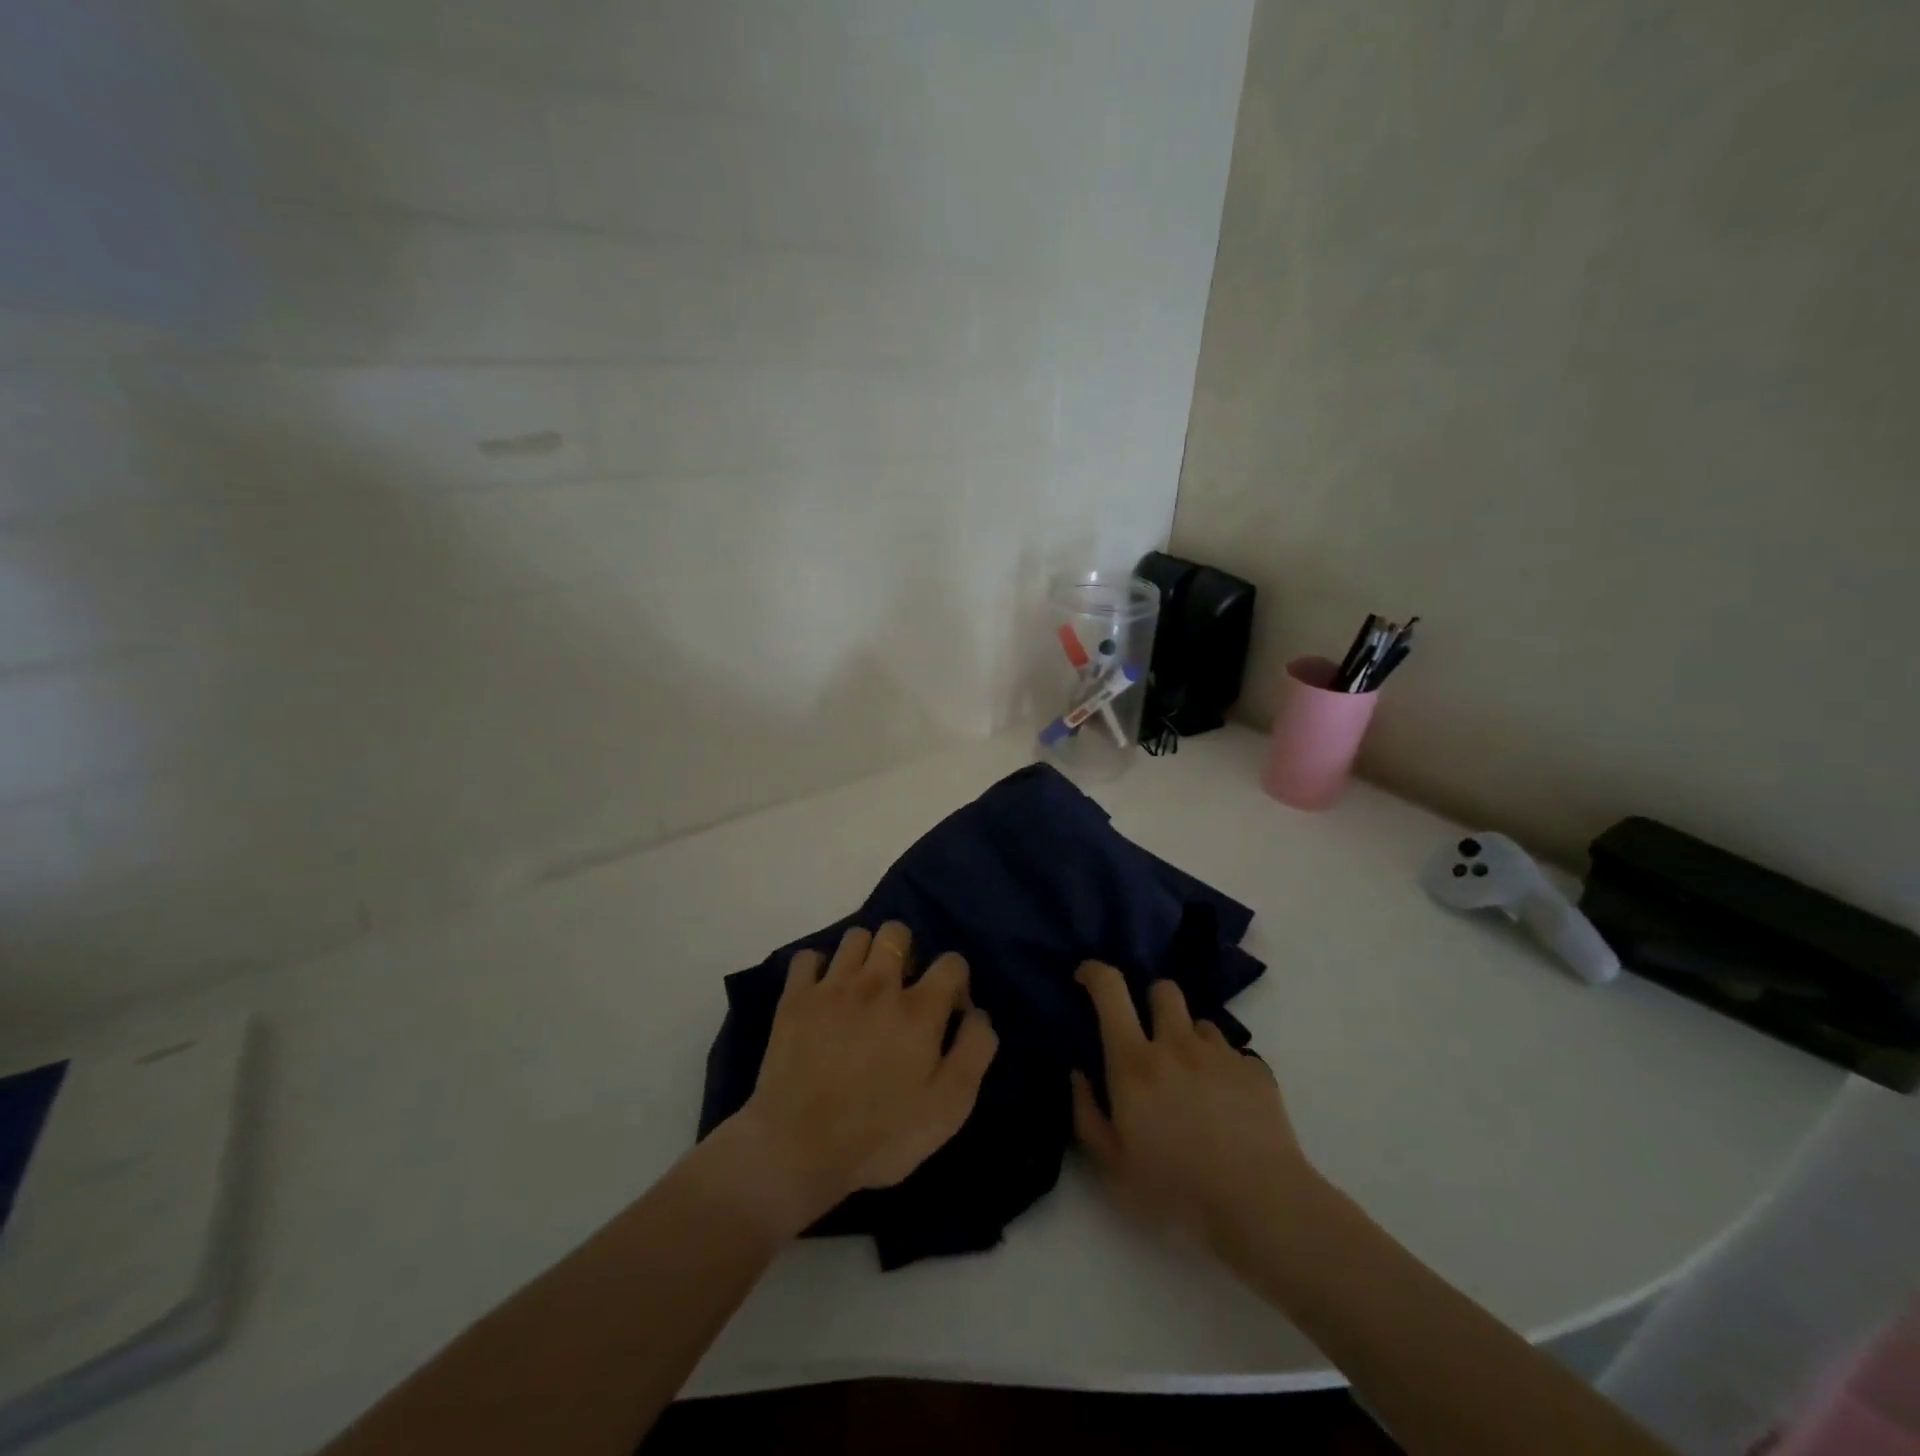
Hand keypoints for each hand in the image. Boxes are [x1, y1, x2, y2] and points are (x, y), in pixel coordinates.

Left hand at [727, 922, 998, 1234]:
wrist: (798, 1148)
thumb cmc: (881, 1135)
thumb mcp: (949, 1107)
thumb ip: (974, 1051)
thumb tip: (977, 1013)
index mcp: (919, 1009)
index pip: (951, 962)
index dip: (956, 982)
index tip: (947, 1013)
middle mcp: (877, 984)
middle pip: (897, 932)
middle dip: (906, 953)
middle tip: (902, 991)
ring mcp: (832, 987)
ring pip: (856, 936)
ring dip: (865, 956)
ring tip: (863, 989)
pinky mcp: (795, 998)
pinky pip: (808, 957)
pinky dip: (818, 969)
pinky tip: (823, 994)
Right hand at [1071, 960, 1315, 1265]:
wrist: (1261, 1205)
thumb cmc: (1176, 1189)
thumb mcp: (1112, 1166)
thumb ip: (1087, 1114)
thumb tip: (1078, 1074)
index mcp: (1134, 1062)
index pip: (1111, 990)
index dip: (1095, 972)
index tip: (1086, 977)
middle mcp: (1176, 1044)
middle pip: (1163, 990)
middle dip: (1152, 1001)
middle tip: (1150, 1036)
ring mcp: (1220, 1055)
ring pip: (1200, 1023)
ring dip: (1190, 1040)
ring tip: (1194, 1082)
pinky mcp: (1256, 1072)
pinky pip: (1233, 1055)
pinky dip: (1223, 1070)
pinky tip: (1228, 1107)